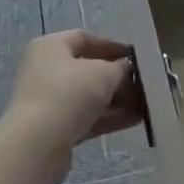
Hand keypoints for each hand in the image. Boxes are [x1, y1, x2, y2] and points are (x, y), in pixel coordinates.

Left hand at [0, 31, 142, 183]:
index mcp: (50, 47)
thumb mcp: (103, 74)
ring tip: (146, 103)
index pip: (84, 38)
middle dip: (117, 77)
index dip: (111, 46)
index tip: (135, 57)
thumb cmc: (68, 94)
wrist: (37, 145)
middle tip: (143, 83)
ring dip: (116, 99)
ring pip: (88, 96)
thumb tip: (126, 69)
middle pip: (87, 69)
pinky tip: (135, 120)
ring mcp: (48, 101)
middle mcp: (45, 70)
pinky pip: (85, 117)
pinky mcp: (54, 128)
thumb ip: (120, 68)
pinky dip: (108, 117)